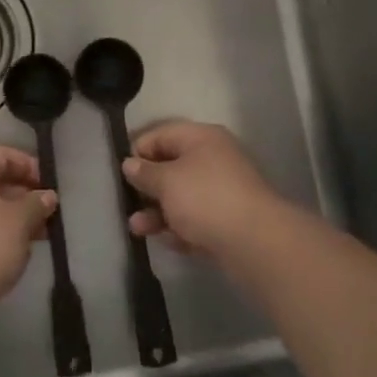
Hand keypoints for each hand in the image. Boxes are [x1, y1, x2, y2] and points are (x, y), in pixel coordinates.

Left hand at [0, 145, 55, 313]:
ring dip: (8, 213)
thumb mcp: (20, 221)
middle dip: (21, 193)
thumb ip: (36, 203)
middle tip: (45, 212)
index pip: (0, 154)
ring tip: (36, 234)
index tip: (49, 187)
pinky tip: (12, 248)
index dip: (29, 166)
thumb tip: (47, 196)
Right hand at [124, 121, 286, 258]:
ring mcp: (223, 191)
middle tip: (128, 203)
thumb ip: (145, 172)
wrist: (255, 241)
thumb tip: (130, 164)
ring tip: (137, 229)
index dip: (138, 151)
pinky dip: (181, 228)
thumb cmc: (205, 198)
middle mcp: (214, 159)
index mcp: (201, 138)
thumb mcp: (167, 181)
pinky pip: (197, 219)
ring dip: (158, 212)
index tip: (121, 172)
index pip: (161, 135)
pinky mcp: (229, 220)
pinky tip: (169, 242)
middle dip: (147, 187)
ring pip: (182, 197)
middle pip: (171, 167)